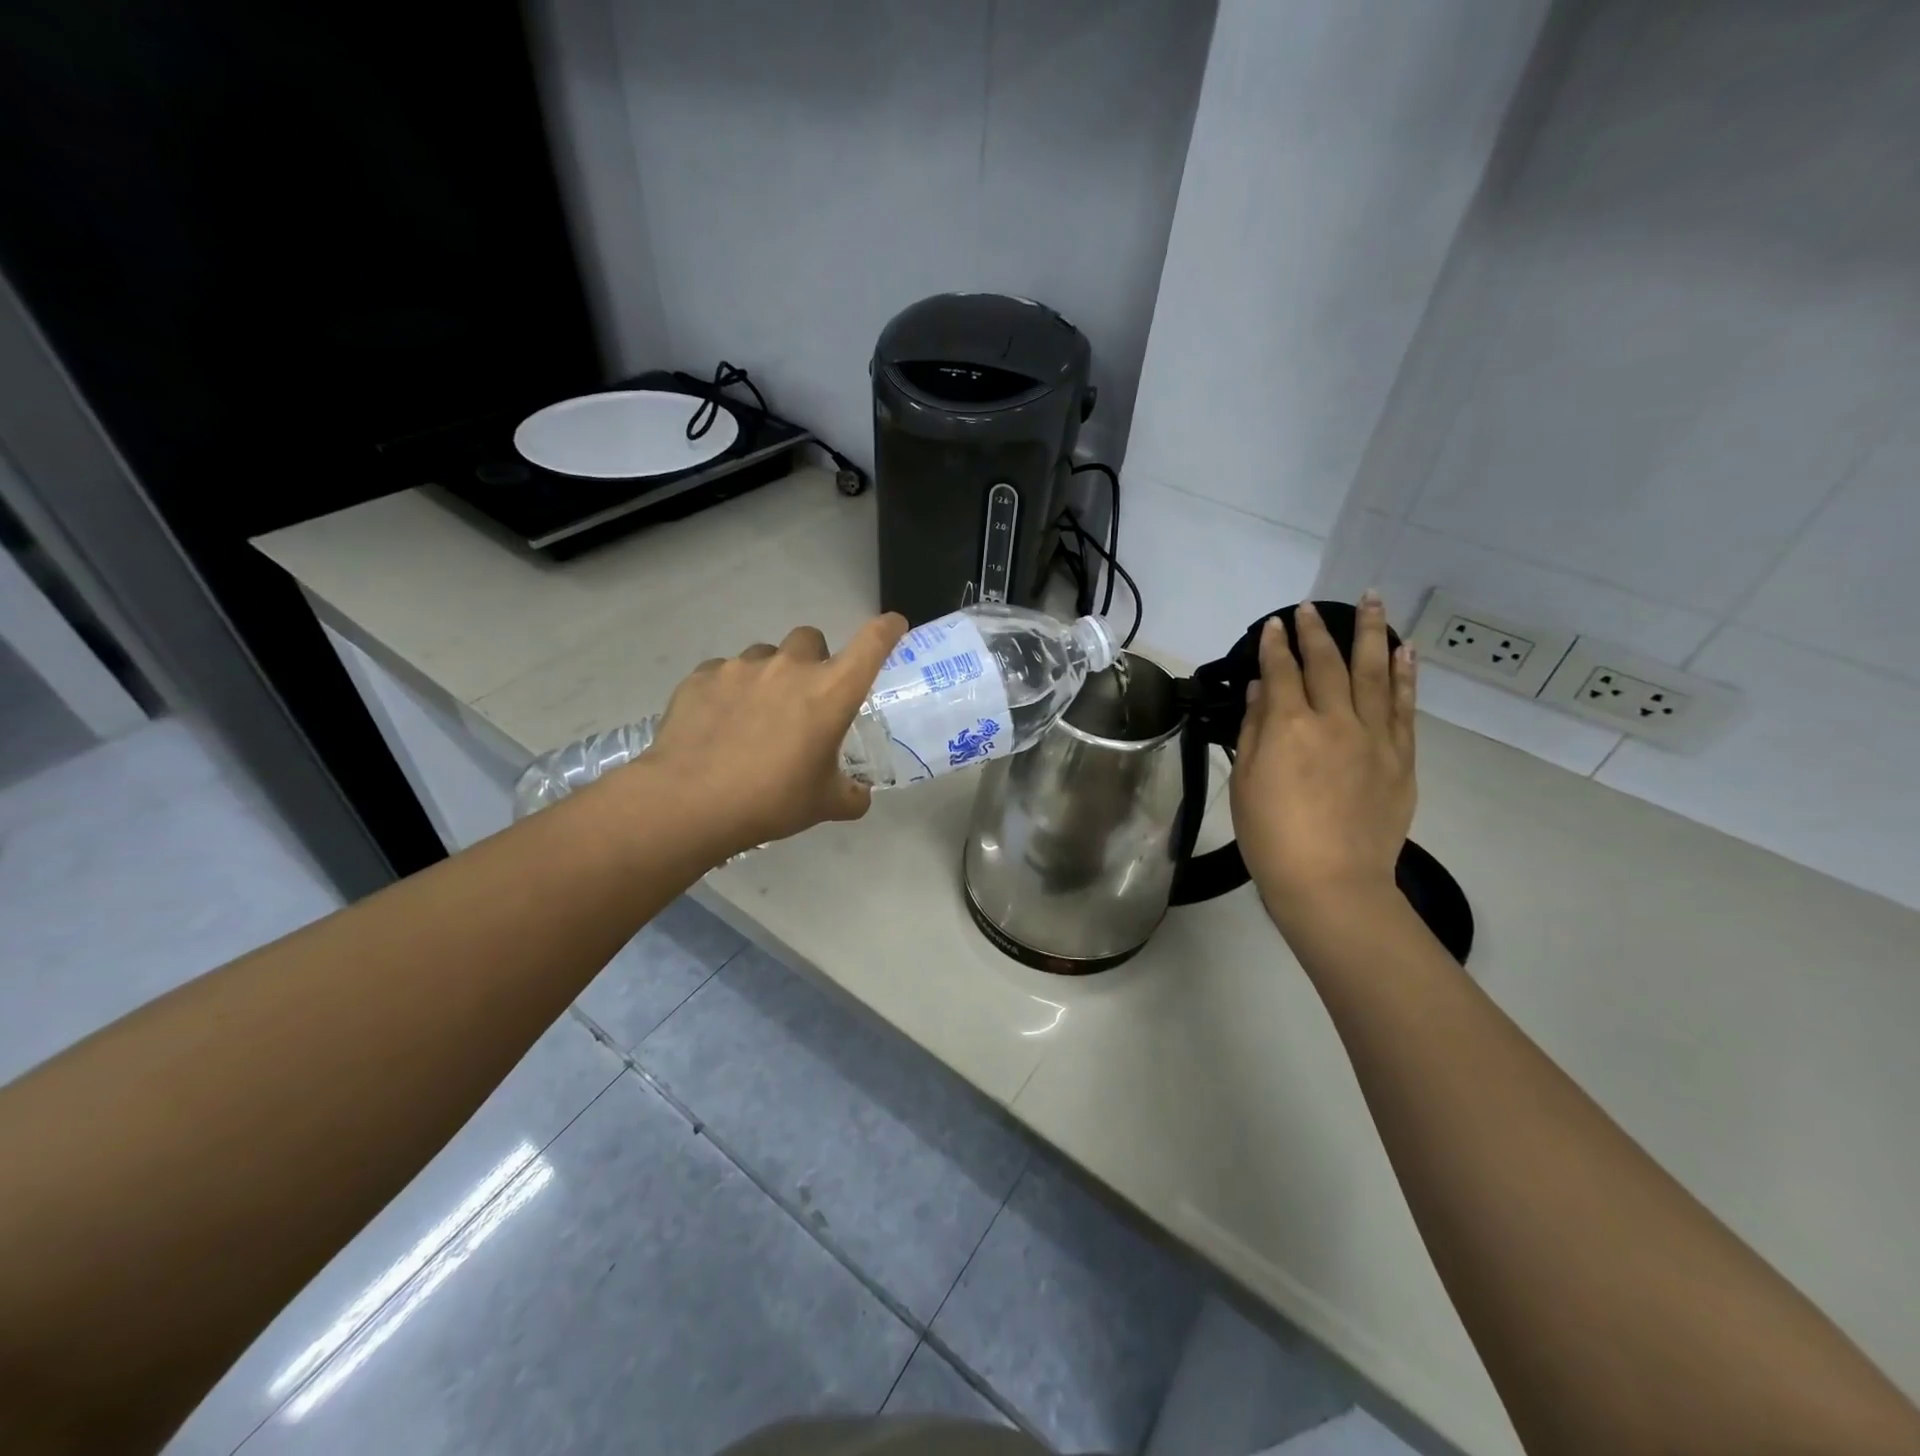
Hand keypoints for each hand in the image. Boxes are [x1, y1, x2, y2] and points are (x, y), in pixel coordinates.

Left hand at [641, 615, 906, 856]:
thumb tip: (859, 794)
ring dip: (770, 675)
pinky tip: (720, 723)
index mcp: (830, 691)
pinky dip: (730, 690)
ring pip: (765, 655)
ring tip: (756, 715)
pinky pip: (724, 672)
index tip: (893, 626)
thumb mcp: (824, 805)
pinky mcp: (702, 676)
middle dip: (814, 660)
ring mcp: (741, 667)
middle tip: (805, 698)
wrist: (689, 803)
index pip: (871, 643)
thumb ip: (851, 795)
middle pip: (811, 639)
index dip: (887, 629)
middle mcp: (790, 667)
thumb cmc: (772, 801)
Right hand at [1229, 595, 1416, 934]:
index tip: (1274, 624)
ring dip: (1370, 634)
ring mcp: (1374, 737)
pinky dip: (1405, 675)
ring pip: (1374, 673)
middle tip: (1310, 607)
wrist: (1332, 882)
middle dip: (1316, 631)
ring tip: (1372, 601)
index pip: (1282, 672)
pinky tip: (1404, 651)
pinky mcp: (1401, 757)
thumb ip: (1254, 730)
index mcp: (1290, 728)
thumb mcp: (1247, 783)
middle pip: (1327, 664)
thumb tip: (1262, 689)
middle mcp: (1336, 721)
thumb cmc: (1273, 836)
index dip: (1275, 646)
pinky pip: (1404, 706)